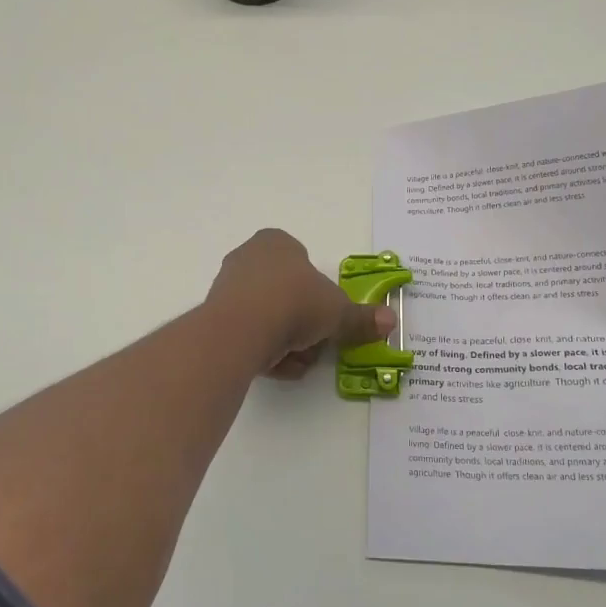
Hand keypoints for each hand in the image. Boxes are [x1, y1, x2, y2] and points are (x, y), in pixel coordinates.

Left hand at [208, 229, 396, 378]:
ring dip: (286, 342)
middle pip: (287, 295)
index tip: (326, 317)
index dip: (319, 294)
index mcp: (277, 242)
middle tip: (314, 342)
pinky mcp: (215, 317)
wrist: (241, 329)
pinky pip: (249, 335)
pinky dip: (265, 351)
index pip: (304, 265)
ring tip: (294, 358)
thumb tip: (390, 321)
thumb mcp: (338, 312)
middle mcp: (248, 257)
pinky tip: (272, 364)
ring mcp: (228, 286)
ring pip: (269, 318)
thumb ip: (362, 318)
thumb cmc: (294, 303)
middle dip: (303, 323)